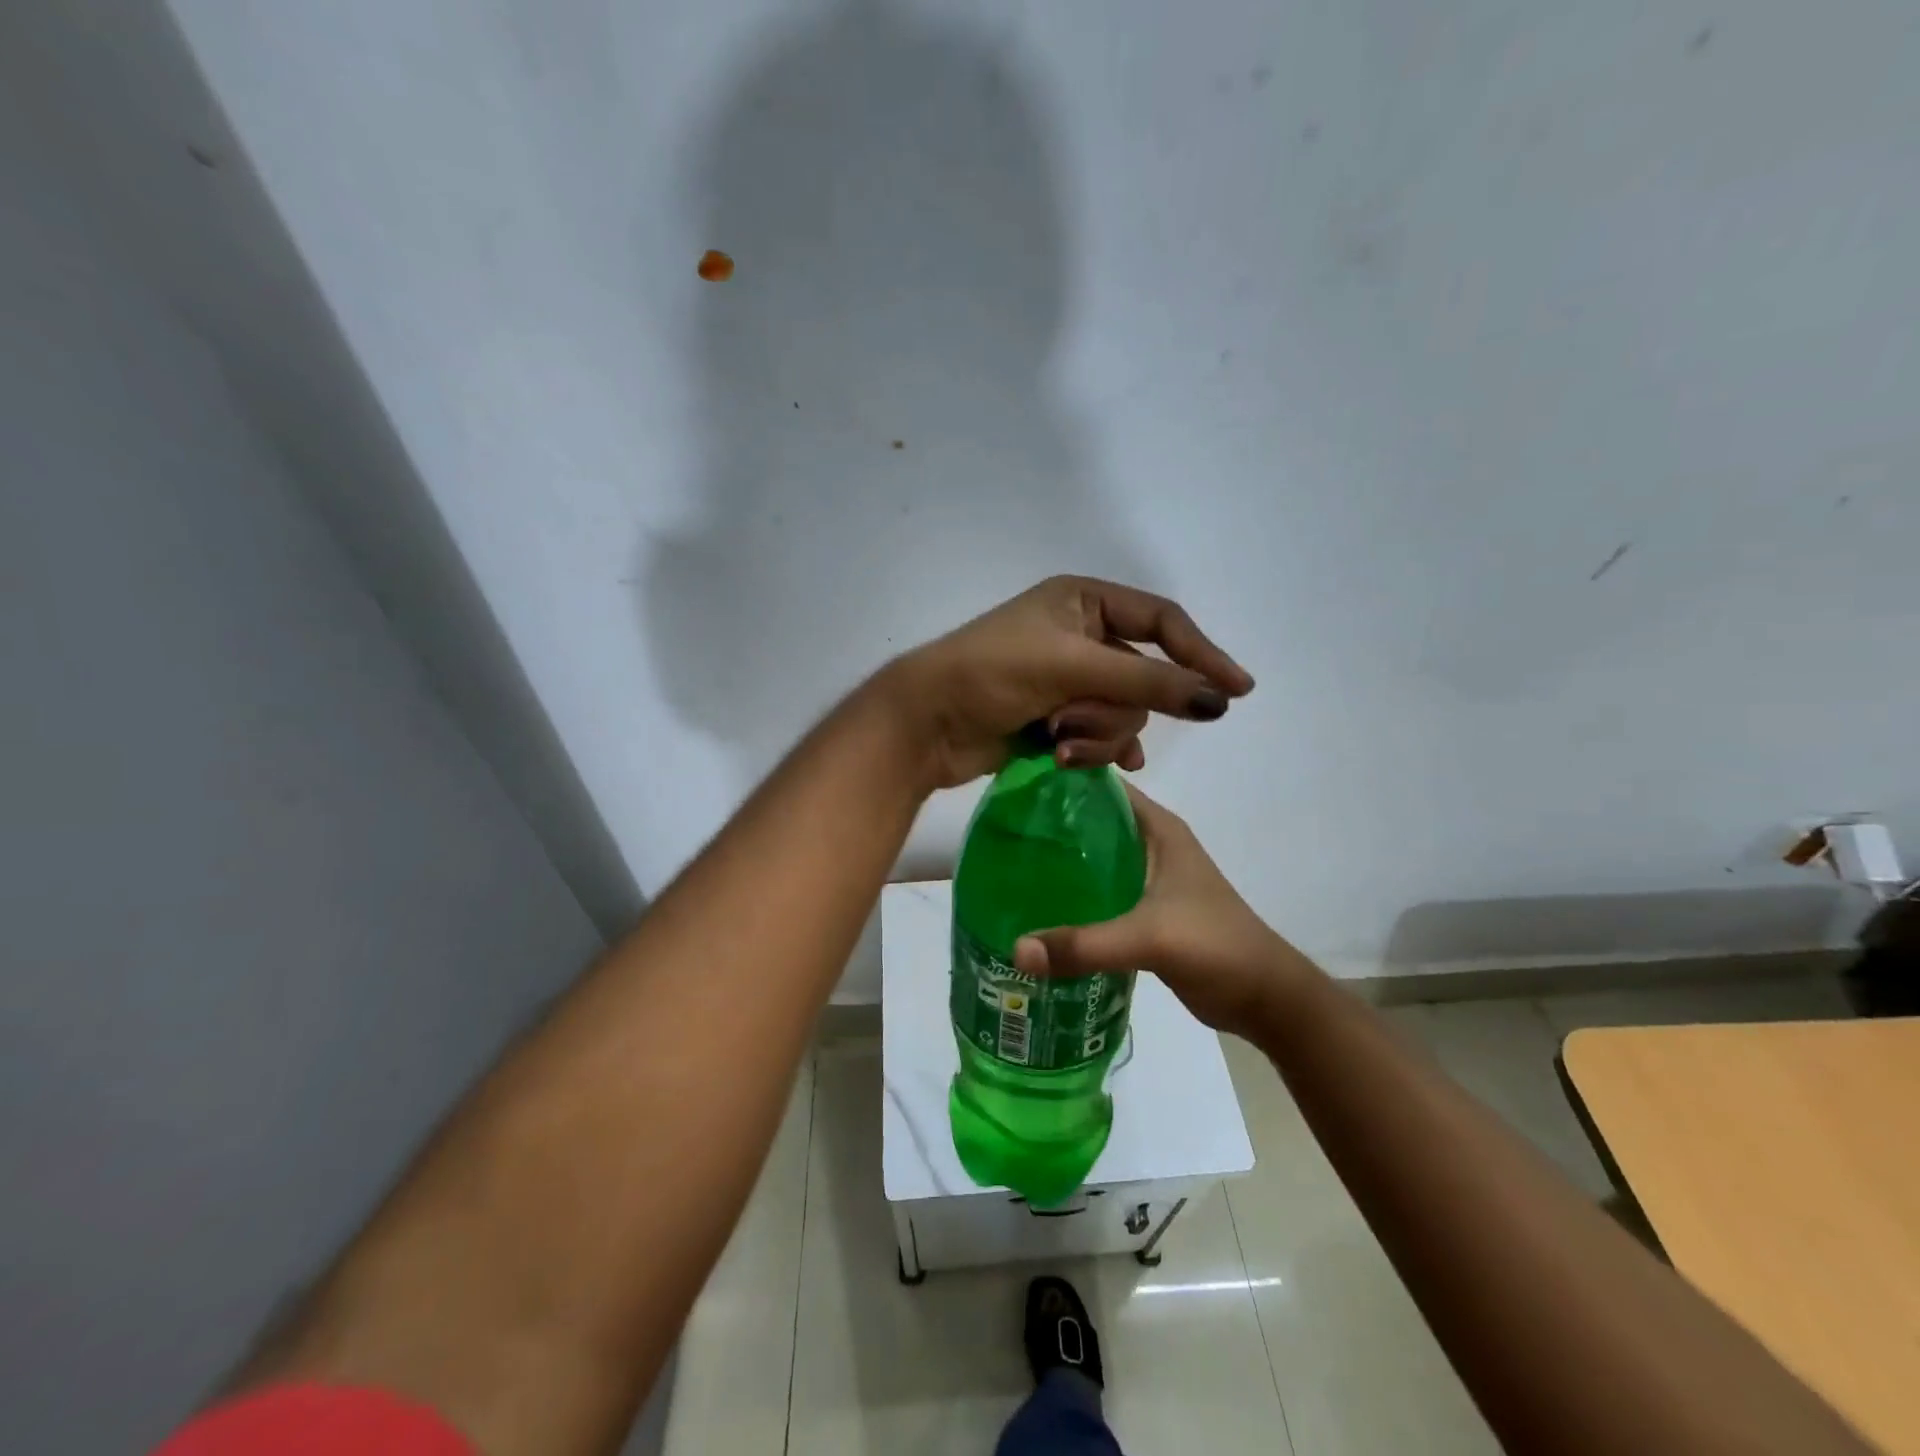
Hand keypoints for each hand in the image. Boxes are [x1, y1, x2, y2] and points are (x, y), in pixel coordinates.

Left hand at [882, 576, 1253, 788]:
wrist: (925, 723)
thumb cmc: (992, 674)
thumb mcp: (1072, 668)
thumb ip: (1147, 683)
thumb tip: (1219, 700)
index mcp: (1084, 602)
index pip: (1162, 622)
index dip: (1201, 654)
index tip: (1237, 691)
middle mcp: (1080, 636)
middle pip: (1142, 678)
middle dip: (1112, 709)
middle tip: (1069, 721)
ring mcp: (1068, 681)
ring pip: (1121, 714)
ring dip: (1094, 734)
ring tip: (1054, 741)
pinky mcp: (1055, 719)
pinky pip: (1100, 736)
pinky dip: (1096, 751)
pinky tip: (1087, 765)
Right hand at [1011, 786, 1315, 1038]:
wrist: (1265, 998)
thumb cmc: (1215, 946)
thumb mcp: (1149, 938)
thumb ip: (1084, 944)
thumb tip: (1015, 950)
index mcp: (1159, 829)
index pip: (1102, 788)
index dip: (1060, 783)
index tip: (1013, 790)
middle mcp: (1152, 846)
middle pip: (1091, 824)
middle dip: (1049, 828)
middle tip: (999, 836)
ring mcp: (1150, 880)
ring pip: (1094, 860)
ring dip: (1060, 865)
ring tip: (1008, 870)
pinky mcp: (1146, 912)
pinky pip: (1100, 894)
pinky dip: (1074, 898)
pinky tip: (1039, 910)